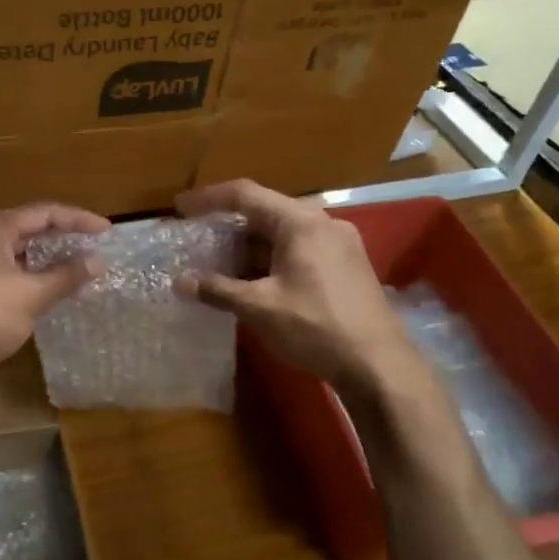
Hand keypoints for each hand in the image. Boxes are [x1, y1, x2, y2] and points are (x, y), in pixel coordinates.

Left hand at [0, 202, 109, 381]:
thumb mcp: (32, 295)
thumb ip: (66, 276)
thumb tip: (97, 260)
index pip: (45, 213)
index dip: (79, 219)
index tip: (108, 231)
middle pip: (28, 229)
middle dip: (62, 239)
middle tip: (93, 250)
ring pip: (16, 255)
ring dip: (46, 263)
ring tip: (76, 274)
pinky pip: (5, 274)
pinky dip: (29, 280)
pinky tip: (45, 296)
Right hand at [175, 178, 410, 385]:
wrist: (379, 365)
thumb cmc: (316, 327)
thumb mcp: (259, 307)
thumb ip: (218, 289)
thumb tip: (181, 282)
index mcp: (300, 222)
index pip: (245, 195)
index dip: (208, 199)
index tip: (180, 208)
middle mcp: (323, 224)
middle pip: (265, 213)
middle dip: (228, 228)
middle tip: (197, 241)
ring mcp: (339, 244)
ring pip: (282, 234)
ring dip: (249, 248)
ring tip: (218, 266)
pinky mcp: (346, 266)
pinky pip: (299, 250)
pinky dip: (270, 259)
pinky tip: (253, 282)